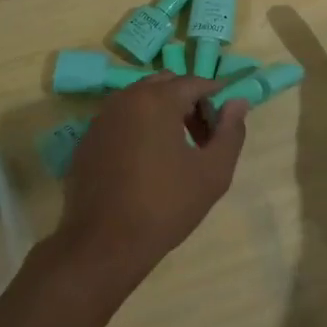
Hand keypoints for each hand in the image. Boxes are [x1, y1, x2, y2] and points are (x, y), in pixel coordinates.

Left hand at [49, 73, 250, 292]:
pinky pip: (121, 120)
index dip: (216, 98)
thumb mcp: (213, 172)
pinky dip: (139, 127)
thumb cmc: (166, 205)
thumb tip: (238, 103)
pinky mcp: (88, 140)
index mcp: (157, 100)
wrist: (104, 244)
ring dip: (163, 113)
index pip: (195, 82)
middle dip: (188, 102)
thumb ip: (231, 132)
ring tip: (177, 150)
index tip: (226, 123)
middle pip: (165, 85)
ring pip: (140, 100)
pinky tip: (146, 163)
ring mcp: (101, 118)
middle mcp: (125, 99)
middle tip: (203, 136)